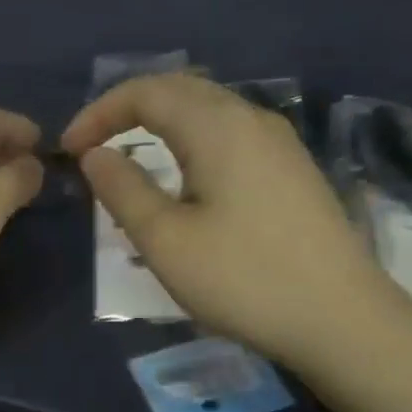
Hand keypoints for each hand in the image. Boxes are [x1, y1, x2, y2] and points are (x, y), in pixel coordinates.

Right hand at [62, 74, 399, 368]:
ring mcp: (279, 144)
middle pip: (180, 90)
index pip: (146, 92)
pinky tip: (184, 179)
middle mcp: (252, 119)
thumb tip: (96, 155)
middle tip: (93, 146)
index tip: (69, 149)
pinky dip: (191, 141)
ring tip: (131, 159)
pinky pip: (229, 135)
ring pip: (208, 111)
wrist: (342, 321)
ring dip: (161, 124)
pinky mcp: (292, 170)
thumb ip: (122, 189)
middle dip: (128, 110)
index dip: (99, 113)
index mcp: (218, 126)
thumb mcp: (165, 240)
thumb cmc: (244, 278)